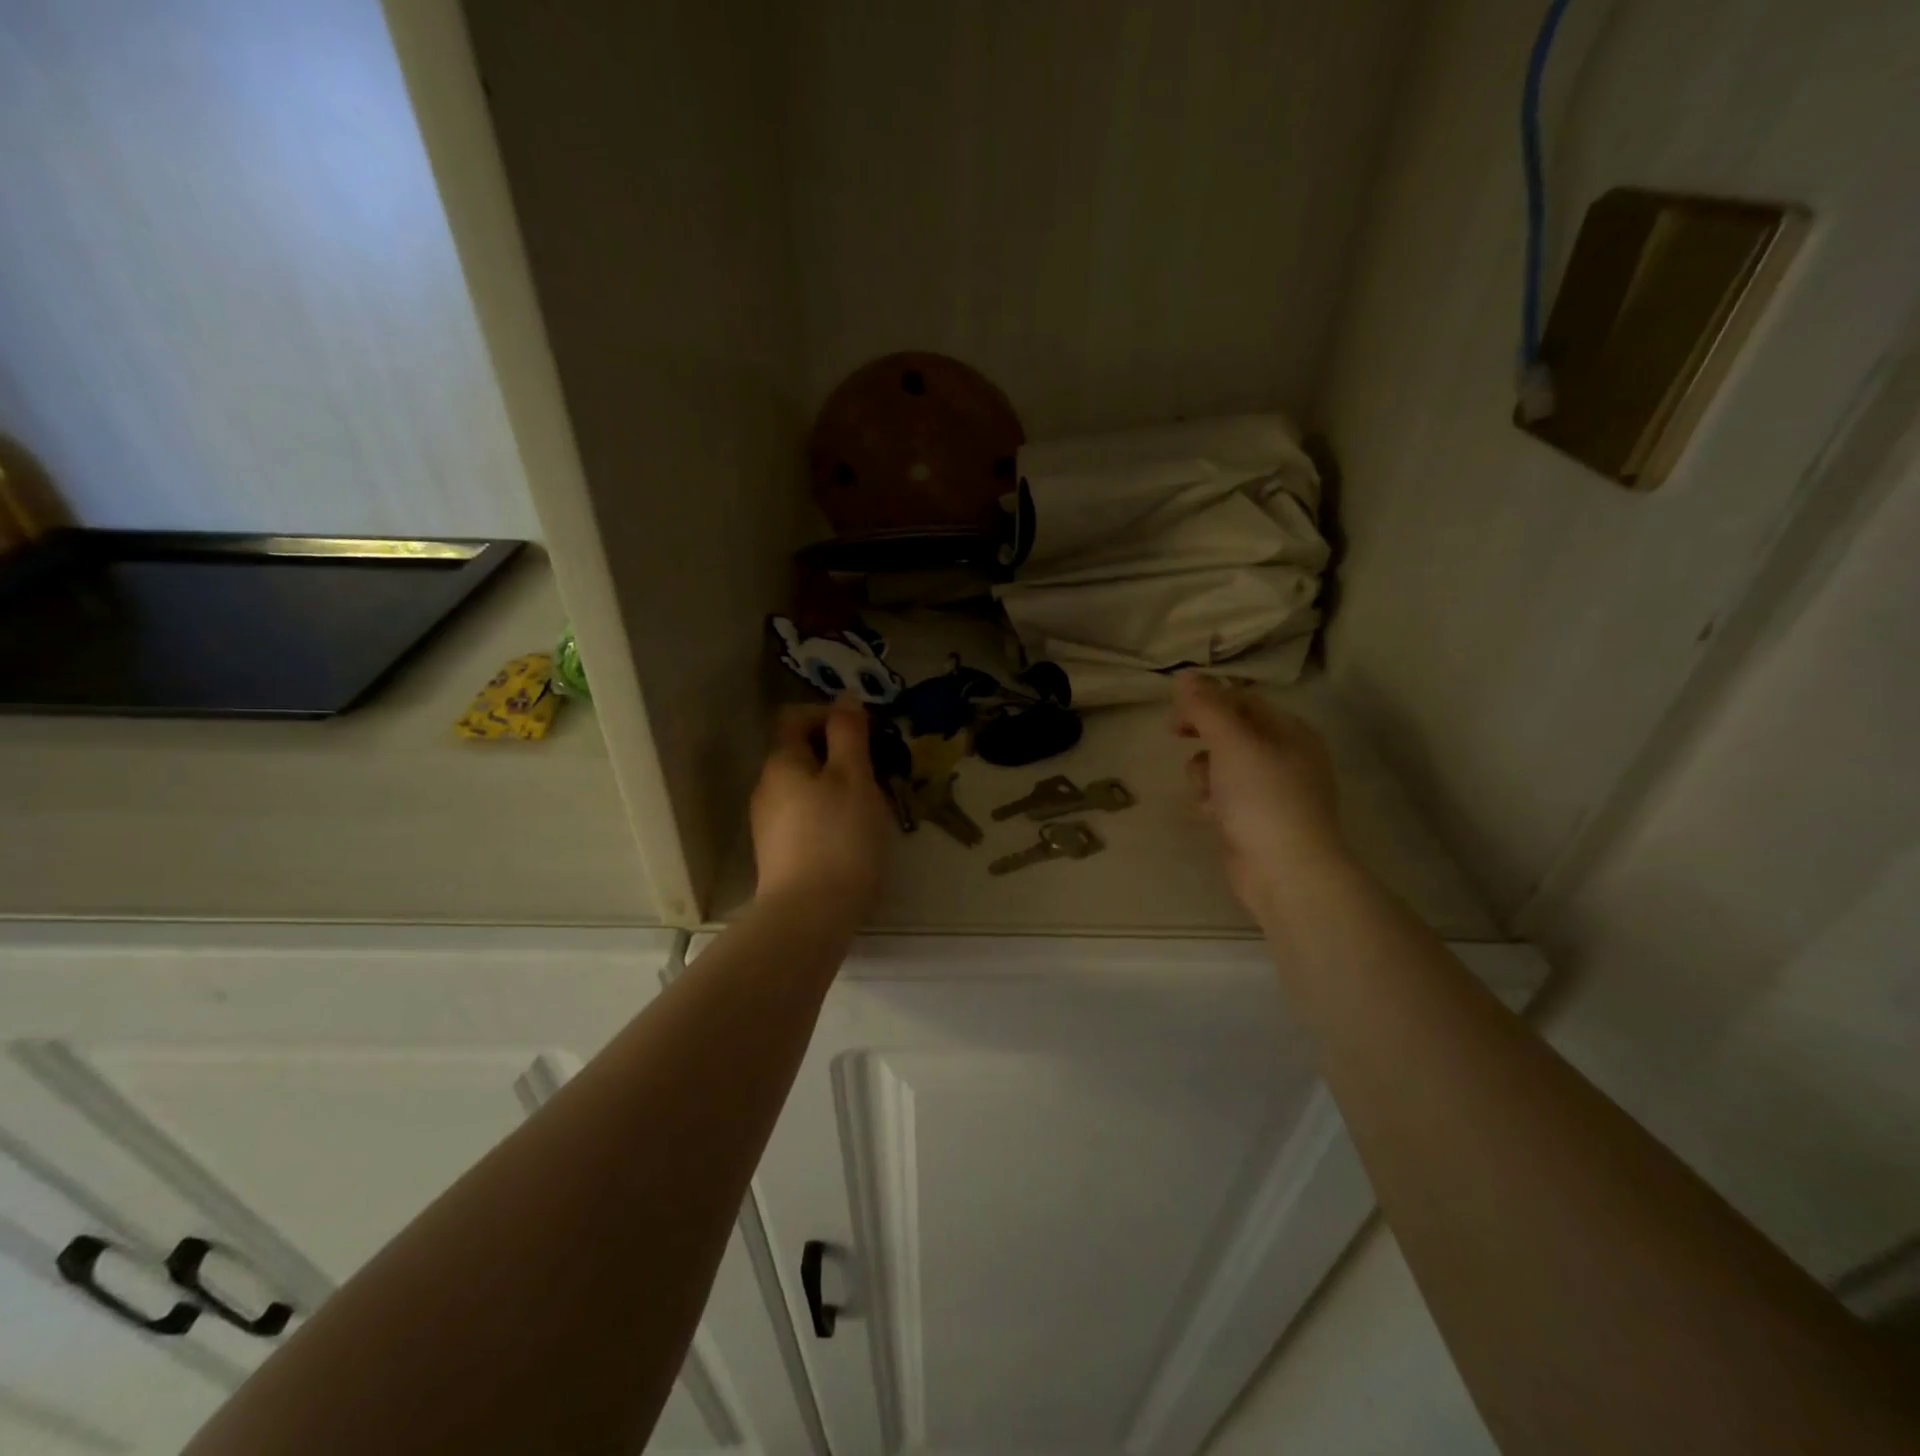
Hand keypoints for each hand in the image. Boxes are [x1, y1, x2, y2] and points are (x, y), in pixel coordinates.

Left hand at [751, 701, 890, 912]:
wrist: (810, 915)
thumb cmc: (839, 837)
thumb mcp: (853, 776)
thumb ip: (849, 734)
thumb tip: (845, 699)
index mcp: (782, 762)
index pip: (796, 718)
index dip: (830, 715)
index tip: (866, 733)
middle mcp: (767, 787)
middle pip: (801, 753)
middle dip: (839, 753)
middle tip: (877, 771)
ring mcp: (768, 823)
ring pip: (806, 787)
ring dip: (837, 785)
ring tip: (871, 806)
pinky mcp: (778, 853)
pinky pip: (805, 817)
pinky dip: (829, 814)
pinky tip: (853, 837)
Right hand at [1172, 672, 1347, 925]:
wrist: (1284, 872)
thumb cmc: (1262, 798)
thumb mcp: (1232, 742)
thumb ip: (1206, 707)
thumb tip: (1185, 675)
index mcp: (1290, 731)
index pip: (1243, 700)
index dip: (1207, 699)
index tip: (1176, 710)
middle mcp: (1285, 756)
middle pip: (1231, 731)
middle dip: (1203, 735)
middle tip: (1174, 734)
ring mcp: (1271, 791)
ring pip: (1222, 764)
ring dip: (1204, 771)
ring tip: (1205, 789)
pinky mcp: (1255, 820)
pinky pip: (1224, 796)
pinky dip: (1212, 800)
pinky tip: (1210, 814)